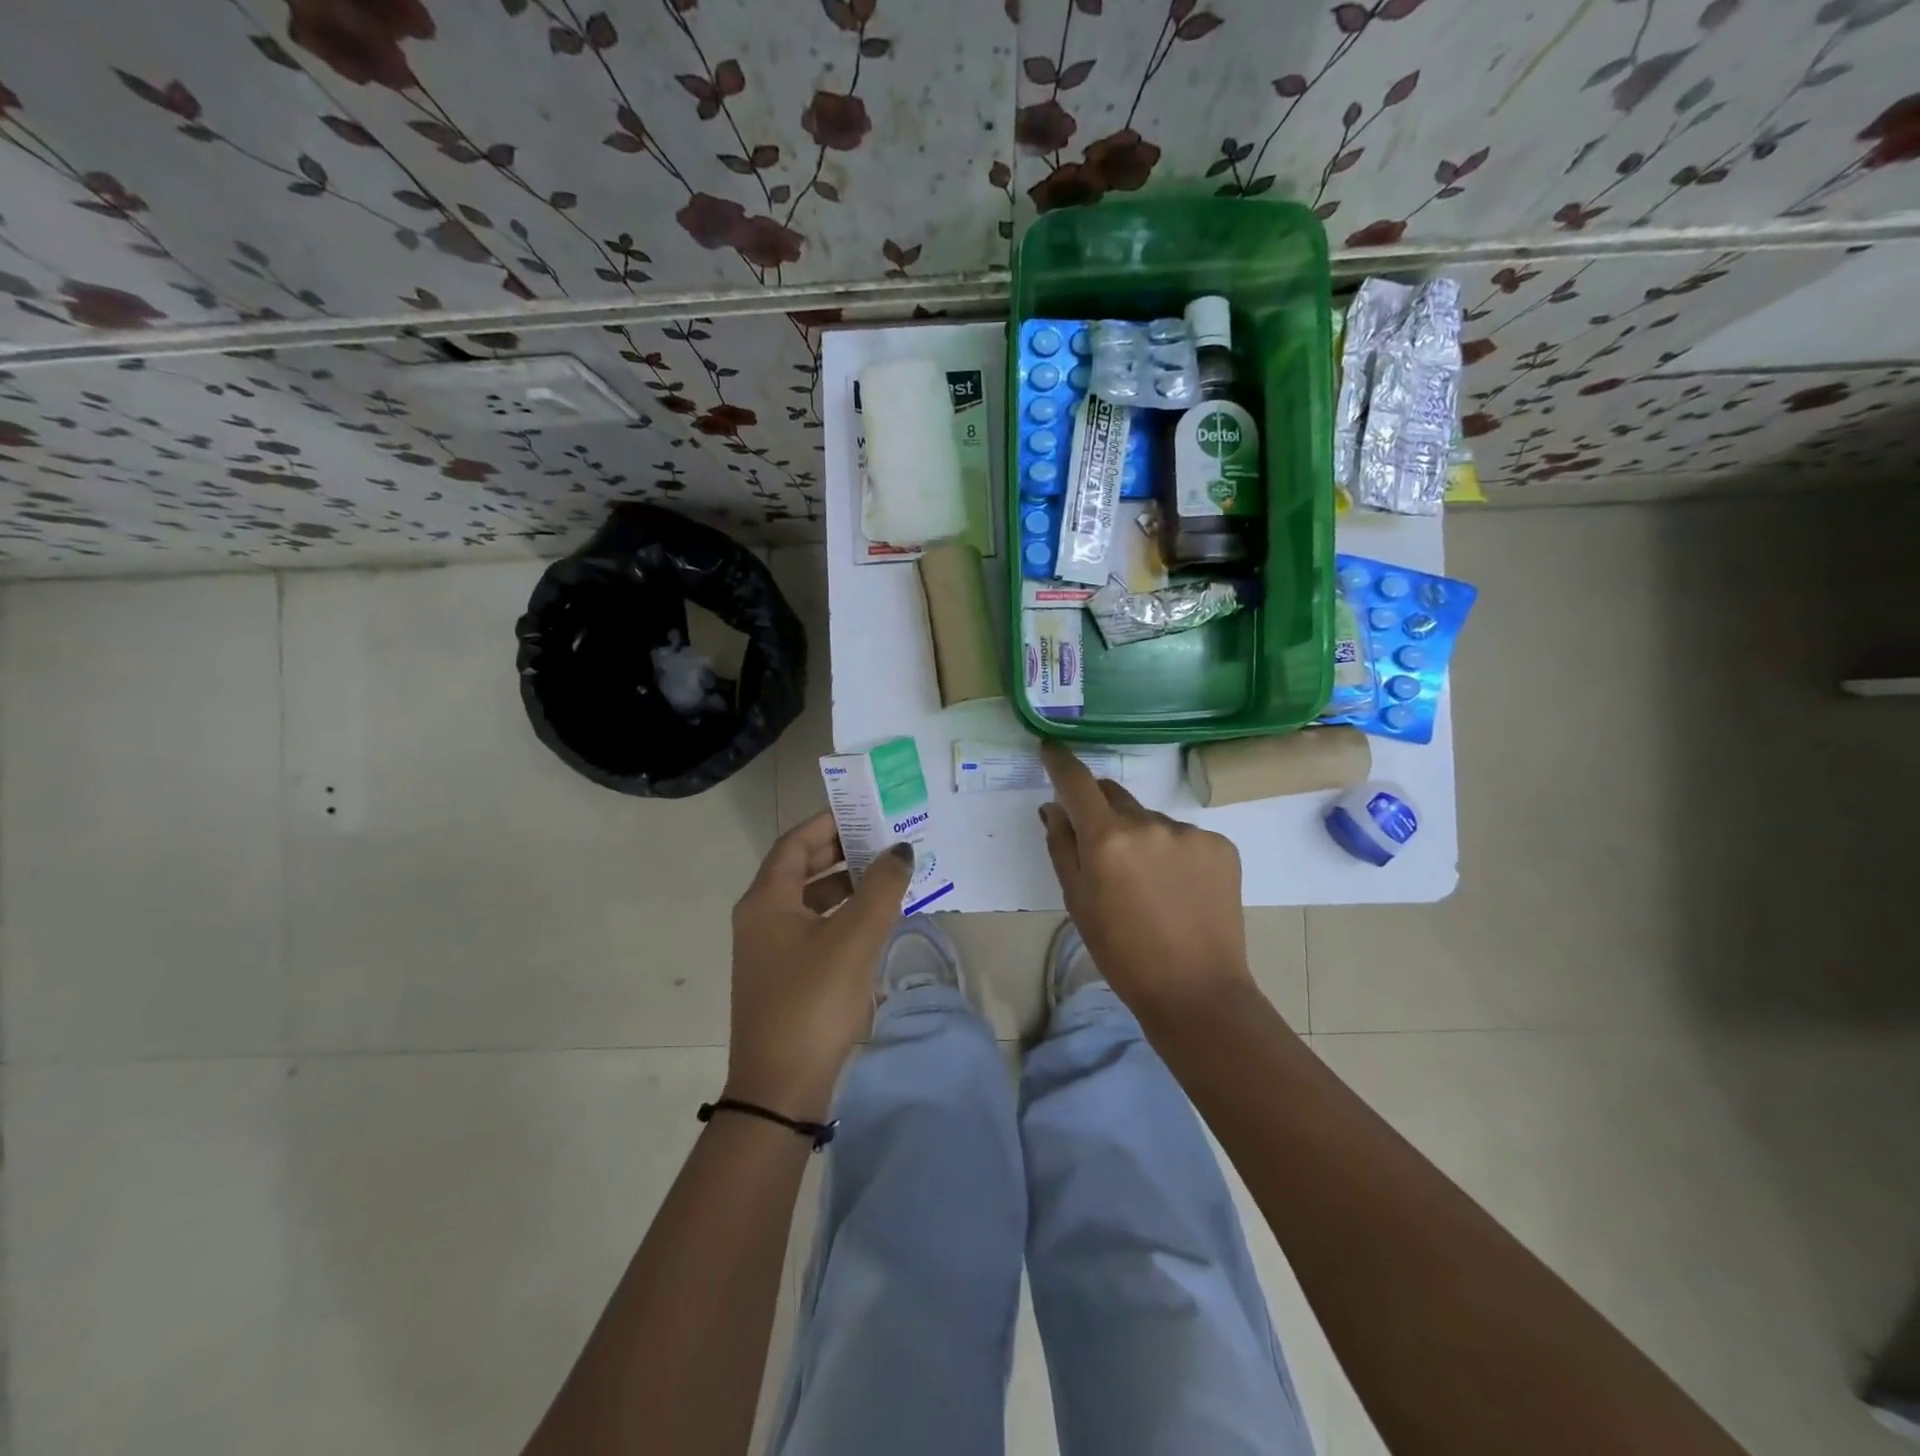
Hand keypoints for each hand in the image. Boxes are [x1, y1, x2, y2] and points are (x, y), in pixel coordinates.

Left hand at [725, 812, 913, 1120]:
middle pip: (800, 869)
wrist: (780, 1088)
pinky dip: (840, 916)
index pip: (796, 843)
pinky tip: (871, 923)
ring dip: (843, 885)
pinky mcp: (782, 976)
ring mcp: (768, 950)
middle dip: (840, 851)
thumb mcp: (855, 937)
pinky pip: (812, 928)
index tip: (865, 811)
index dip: (828, 823)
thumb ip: (881, 886)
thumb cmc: (814, 1000)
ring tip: (885, 877)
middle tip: (882, 840)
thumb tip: (900, 849)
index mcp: (767, 899)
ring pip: (807, 901)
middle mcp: (760, 917)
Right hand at [1039, 739, 1256, 1026]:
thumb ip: (1061, 846)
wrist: (1195, 990)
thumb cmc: (1121, 952)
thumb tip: (1054, 807)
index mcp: (1107, 839)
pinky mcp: (1221, 844)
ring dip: (1140, 836)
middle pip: (1114, 796)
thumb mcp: (1076, 901)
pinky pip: (1184, 836)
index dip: (1060, 761)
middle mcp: (1148, 823)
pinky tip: (1179, 888)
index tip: (1051, 750)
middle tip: (1102, 850)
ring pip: (1150, 819)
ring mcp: (1189, 832)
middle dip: (1101, 811)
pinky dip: (1173, 852)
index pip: (1077, 781)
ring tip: (1148, 884)